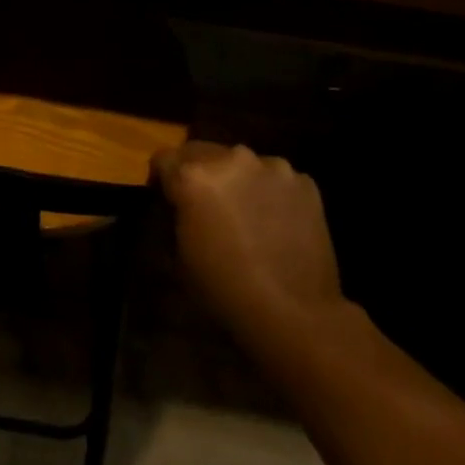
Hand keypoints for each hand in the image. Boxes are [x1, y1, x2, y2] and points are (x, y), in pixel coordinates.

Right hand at [153, 141, 346, 336]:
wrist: (295, 313)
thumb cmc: (225, 289)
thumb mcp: (179, 255)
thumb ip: (175, 216)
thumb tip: (179, 207)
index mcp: (193, 176)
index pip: (163, 159)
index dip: (161, 180)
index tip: (167, 200)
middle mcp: (230, 158)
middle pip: (201, 151)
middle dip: (198, 173)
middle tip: (205, 204)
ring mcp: (272, 167)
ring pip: (241, 162)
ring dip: (236, 179)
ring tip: (245, 211)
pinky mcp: (304, 181)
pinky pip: (275, 178)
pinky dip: (269, 191)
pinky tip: (275, 220)